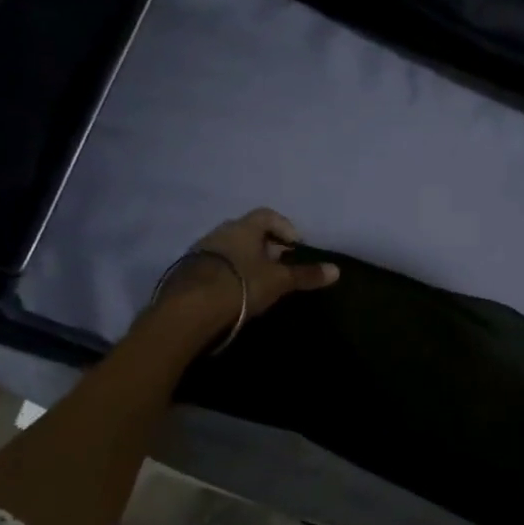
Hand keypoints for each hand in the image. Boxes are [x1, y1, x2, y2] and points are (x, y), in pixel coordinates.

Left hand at [164, 208, 339, 320]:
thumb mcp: (279, 281)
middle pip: (248, 231)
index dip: (285, 228)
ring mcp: (200, 250)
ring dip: (245, 259)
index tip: (295, 247)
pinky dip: (228, 272)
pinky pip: (214, 264)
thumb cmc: (241, 285)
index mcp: (244, 227)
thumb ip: (305, 275)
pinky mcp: (186, 271)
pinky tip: (235, 292)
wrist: (190, 308)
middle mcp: (221, 231)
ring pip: (230, 248)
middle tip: (279, 265)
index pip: (268, 215)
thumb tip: (337, 270)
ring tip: (258, 281)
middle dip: (266, 245)